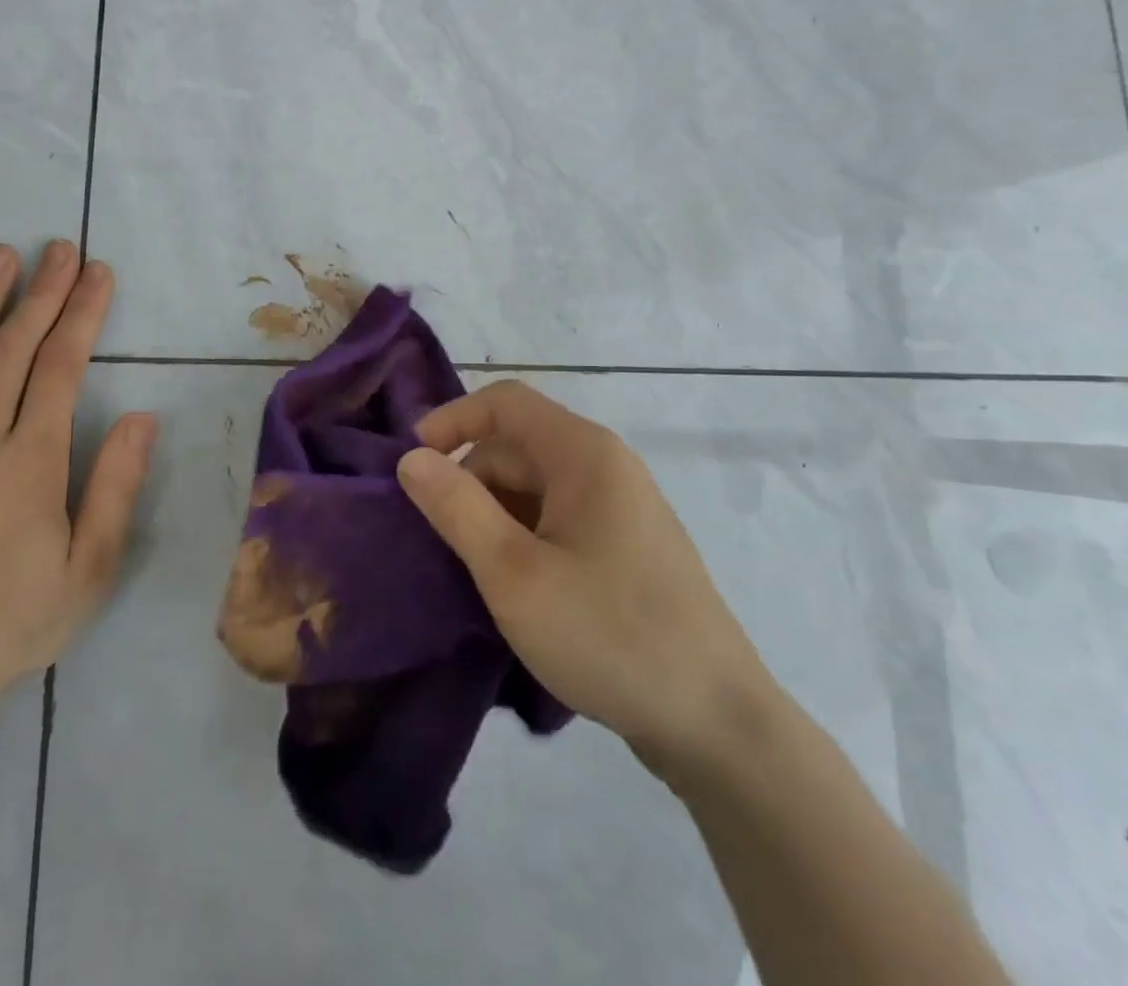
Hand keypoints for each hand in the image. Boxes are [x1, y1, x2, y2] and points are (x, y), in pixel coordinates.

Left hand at [0, 240, 156, 711]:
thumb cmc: (15, 620)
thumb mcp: (89, 567)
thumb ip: (115, 486)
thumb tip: (140, 416)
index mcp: (30, 462)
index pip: (60, 367)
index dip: (82, 314)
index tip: (98, 273)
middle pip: (11, 350)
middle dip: (40, 293)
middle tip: (58, 247)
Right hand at [396, 380, 772, 784]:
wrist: (717, 724)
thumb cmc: (608, 634)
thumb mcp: (514, 573)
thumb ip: (456, 507)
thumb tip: (411, 458)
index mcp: (584, 453)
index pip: (504, 402)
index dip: (451, 420)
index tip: (410, 465)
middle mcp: (606, 466)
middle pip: (518, 446)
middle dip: (469, 480)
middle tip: (436, 539)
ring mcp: (622, 507)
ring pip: (536, 486)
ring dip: (494, 514)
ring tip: (469, 569)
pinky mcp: (627, 547)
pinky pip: (559, 518)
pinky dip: (523, 536)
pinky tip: (512, 586)